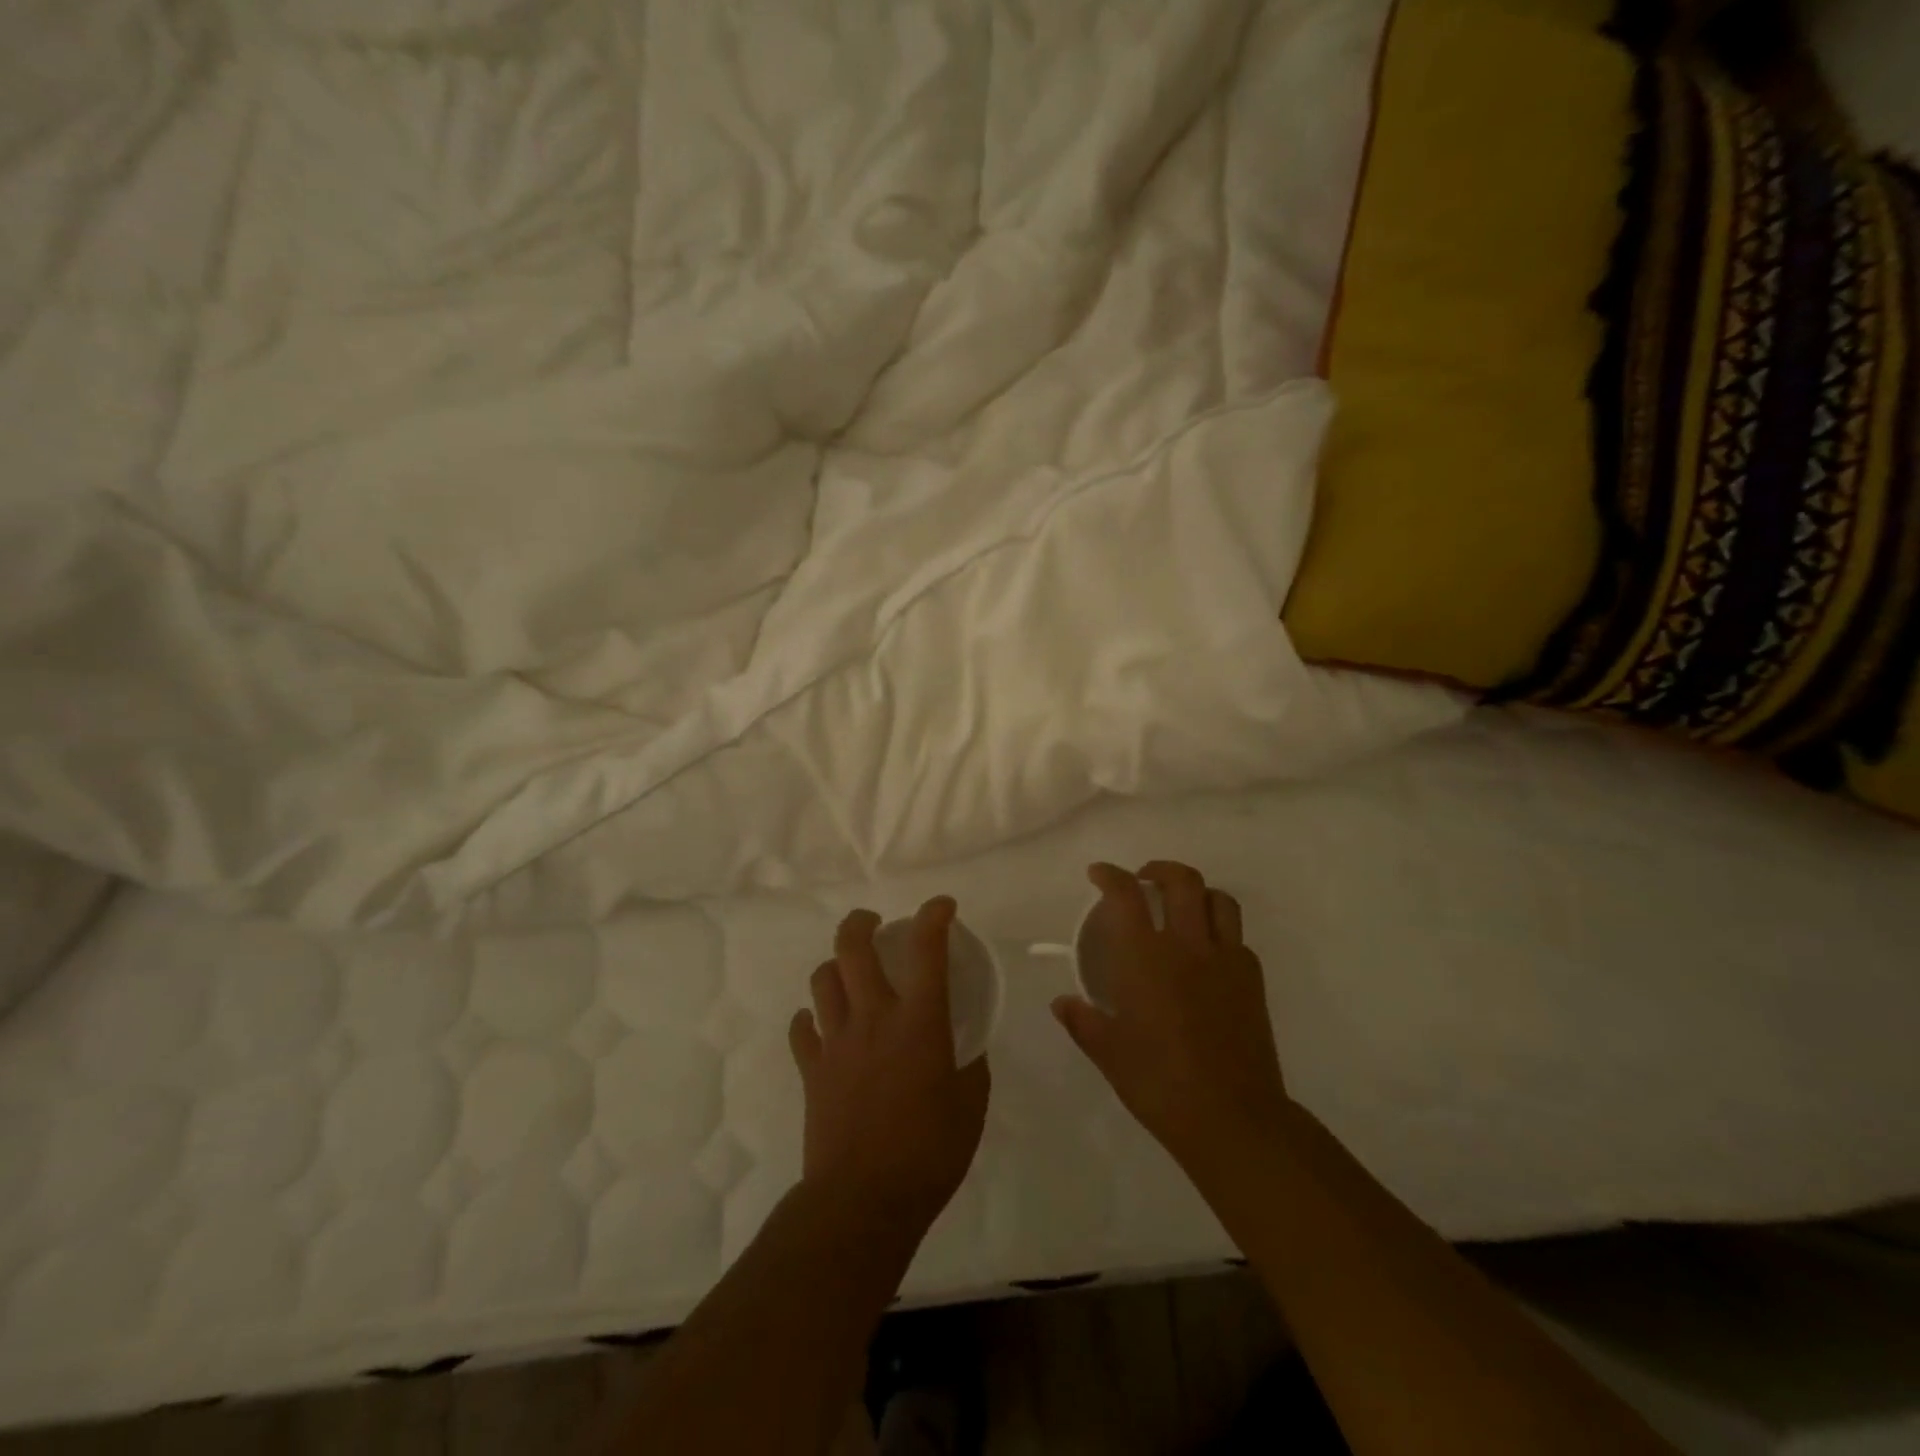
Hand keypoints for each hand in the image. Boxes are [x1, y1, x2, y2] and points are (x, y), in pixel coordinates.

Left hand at [788, 897, 990, 1236]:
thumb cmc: (929, 1152)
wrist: (863, 1201)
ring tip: (849, 974)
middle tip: (873, 923)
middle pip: (852, 947)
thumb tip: (962, 1046)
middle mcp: (873, 1017)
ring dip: (836, 966)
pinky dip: (811, 1018)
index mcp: (919, 1021)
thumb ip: (968, 1065)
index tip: (942, 906)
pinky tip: (823, 1026)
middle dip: (861, 922)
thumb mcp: (970, 1106)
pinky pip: (802, 1028)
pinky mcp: (811, 1069)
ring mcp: (835, 1041)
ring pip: (822, 979)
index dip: (934, 916)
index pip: (927, 949)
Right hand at [1052, 862, 1288, 1171]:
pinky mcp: (1252, 980)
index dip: (1110, 875)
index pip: (1126, 895)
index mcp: (1146, 958)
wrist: (1232, 1117)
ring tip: (1181, 907)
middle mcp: (1188, 946)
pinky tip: (1207, 955)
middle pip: (1182, 881)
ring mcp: (1226, 960)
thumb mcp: (1109, 1054)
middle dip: (1159, 870)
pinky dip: (1219, 931)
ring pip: (1219, 900)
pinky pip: (1238, 937)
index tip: (1098, 874)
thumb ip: (1083, 1021)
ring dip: (1197, 893)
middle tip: (1143, 881)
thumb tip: (1062, 1002)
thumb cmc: (1160, 1083)